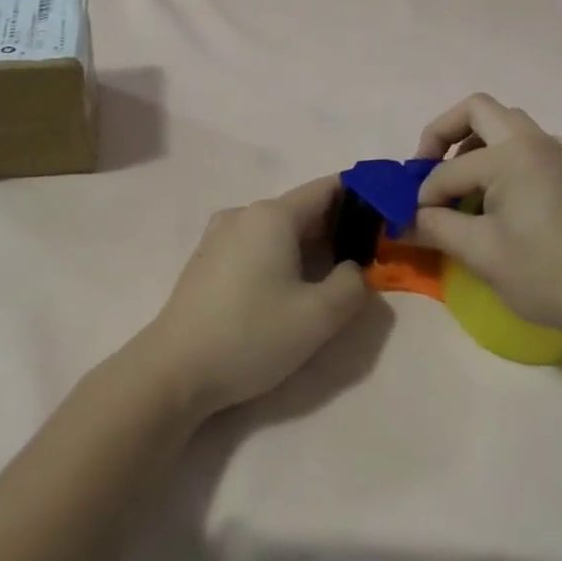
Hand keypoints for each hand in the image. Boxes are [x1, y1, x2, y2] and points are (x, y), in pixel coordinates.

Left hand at [135, 176, 369, 418]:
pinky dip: (282, 257)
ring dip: (310, 247)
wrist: (173, 372)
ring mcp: (220, 235)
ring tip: (332, 280)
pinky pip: (257, 245)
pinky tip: (289, 291)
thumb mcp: (319, 317)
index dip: (364, 199)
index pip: (330, 188)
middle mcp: (245, 214)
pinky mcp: (207, 260)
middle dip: (339, 228)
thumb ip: (352, 285)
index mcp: (273, 215)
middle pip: (304, 208)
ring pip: (280, 229)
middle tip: (368, 259)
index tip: (388, 221)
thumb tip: (353, 270)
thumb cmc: (250, 335)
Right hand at [412, 94, 561, 340]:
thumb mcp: (481, 252)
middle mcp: (533, 141)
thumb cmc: (544, 272)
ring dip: (474, 141)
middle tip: (426, 168)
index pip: (449, 169)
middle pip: (477, 110)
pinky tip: (499, 189)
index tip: (412, 222)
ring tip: (459, 182)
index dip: (424, 195)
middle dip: (443, 133)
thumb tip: (401, 222)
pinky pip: (528, 143)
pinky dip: (504, 154)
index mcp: (511, 154)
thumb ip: (435, 228)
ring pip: (505, 123)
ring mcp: (556, 153)